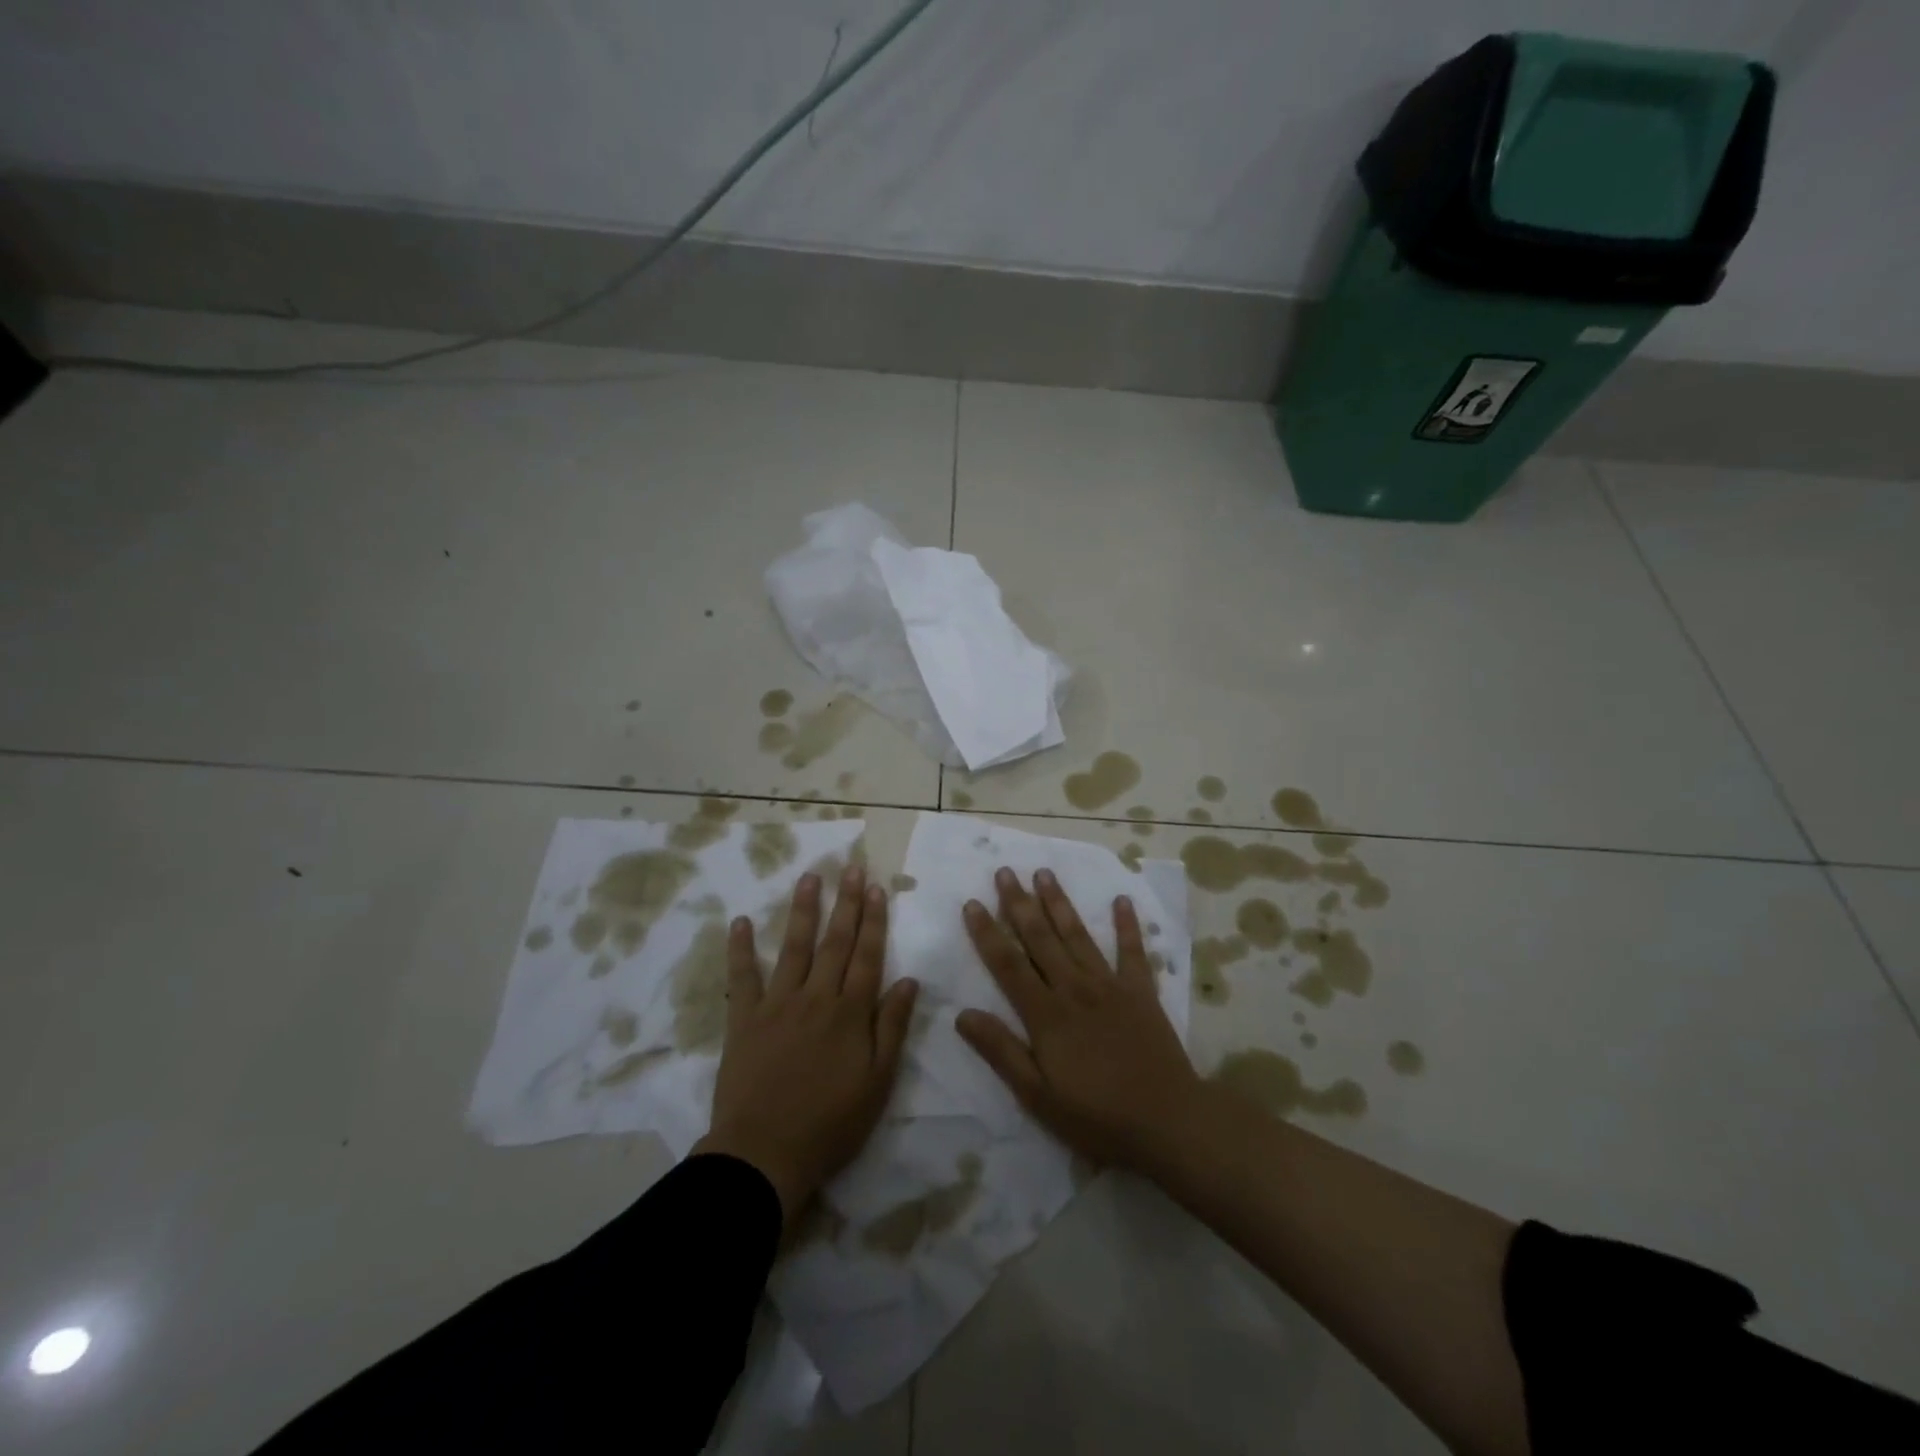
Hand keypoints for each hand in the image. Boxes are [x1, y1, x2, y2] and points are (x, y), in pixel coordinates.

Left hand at [694, 864, 918, 1226]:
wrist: (764, 1153)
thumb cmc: (830, 1123)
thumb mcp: (878, 1082)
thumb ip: (893, 1027)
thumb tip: (909, 980)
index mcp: (850, 1012)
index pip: (867, 955)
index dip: (874, 921)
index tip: (877, 888)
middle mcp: (816, 997)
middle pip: (835, 942)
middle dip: (846, 903)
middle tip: (852, 868)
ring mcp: (777, 1004)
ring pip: (794, 948)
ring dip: (803, 911)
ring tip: (809, 877)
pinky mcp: (744, 1019)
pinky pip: (742, 977)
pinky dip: (740, 949)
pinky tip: (738, 922)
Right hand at [957, 868, 1203, 1171]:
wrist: (1167, 1122)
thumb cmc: (1096, 1117)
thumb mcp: (1037, 1096)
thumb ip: (1001, 1052)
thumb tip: (962, 1015)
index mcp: (1046, 1014)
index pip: (1008, 964)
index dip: (987, 933)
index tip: (972, 903)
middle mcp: (1074, 988)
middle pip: (1040, 938)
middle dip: (1019, 903)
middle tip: (1004, 871)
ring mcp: (1110, 986)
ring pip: (1078, 935)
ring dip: (1059, 902)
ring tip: (1044, 872)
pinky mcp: (1142, 992)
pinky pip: (1133, 951)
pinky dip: (1127, 925)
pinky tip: (1121, 899)